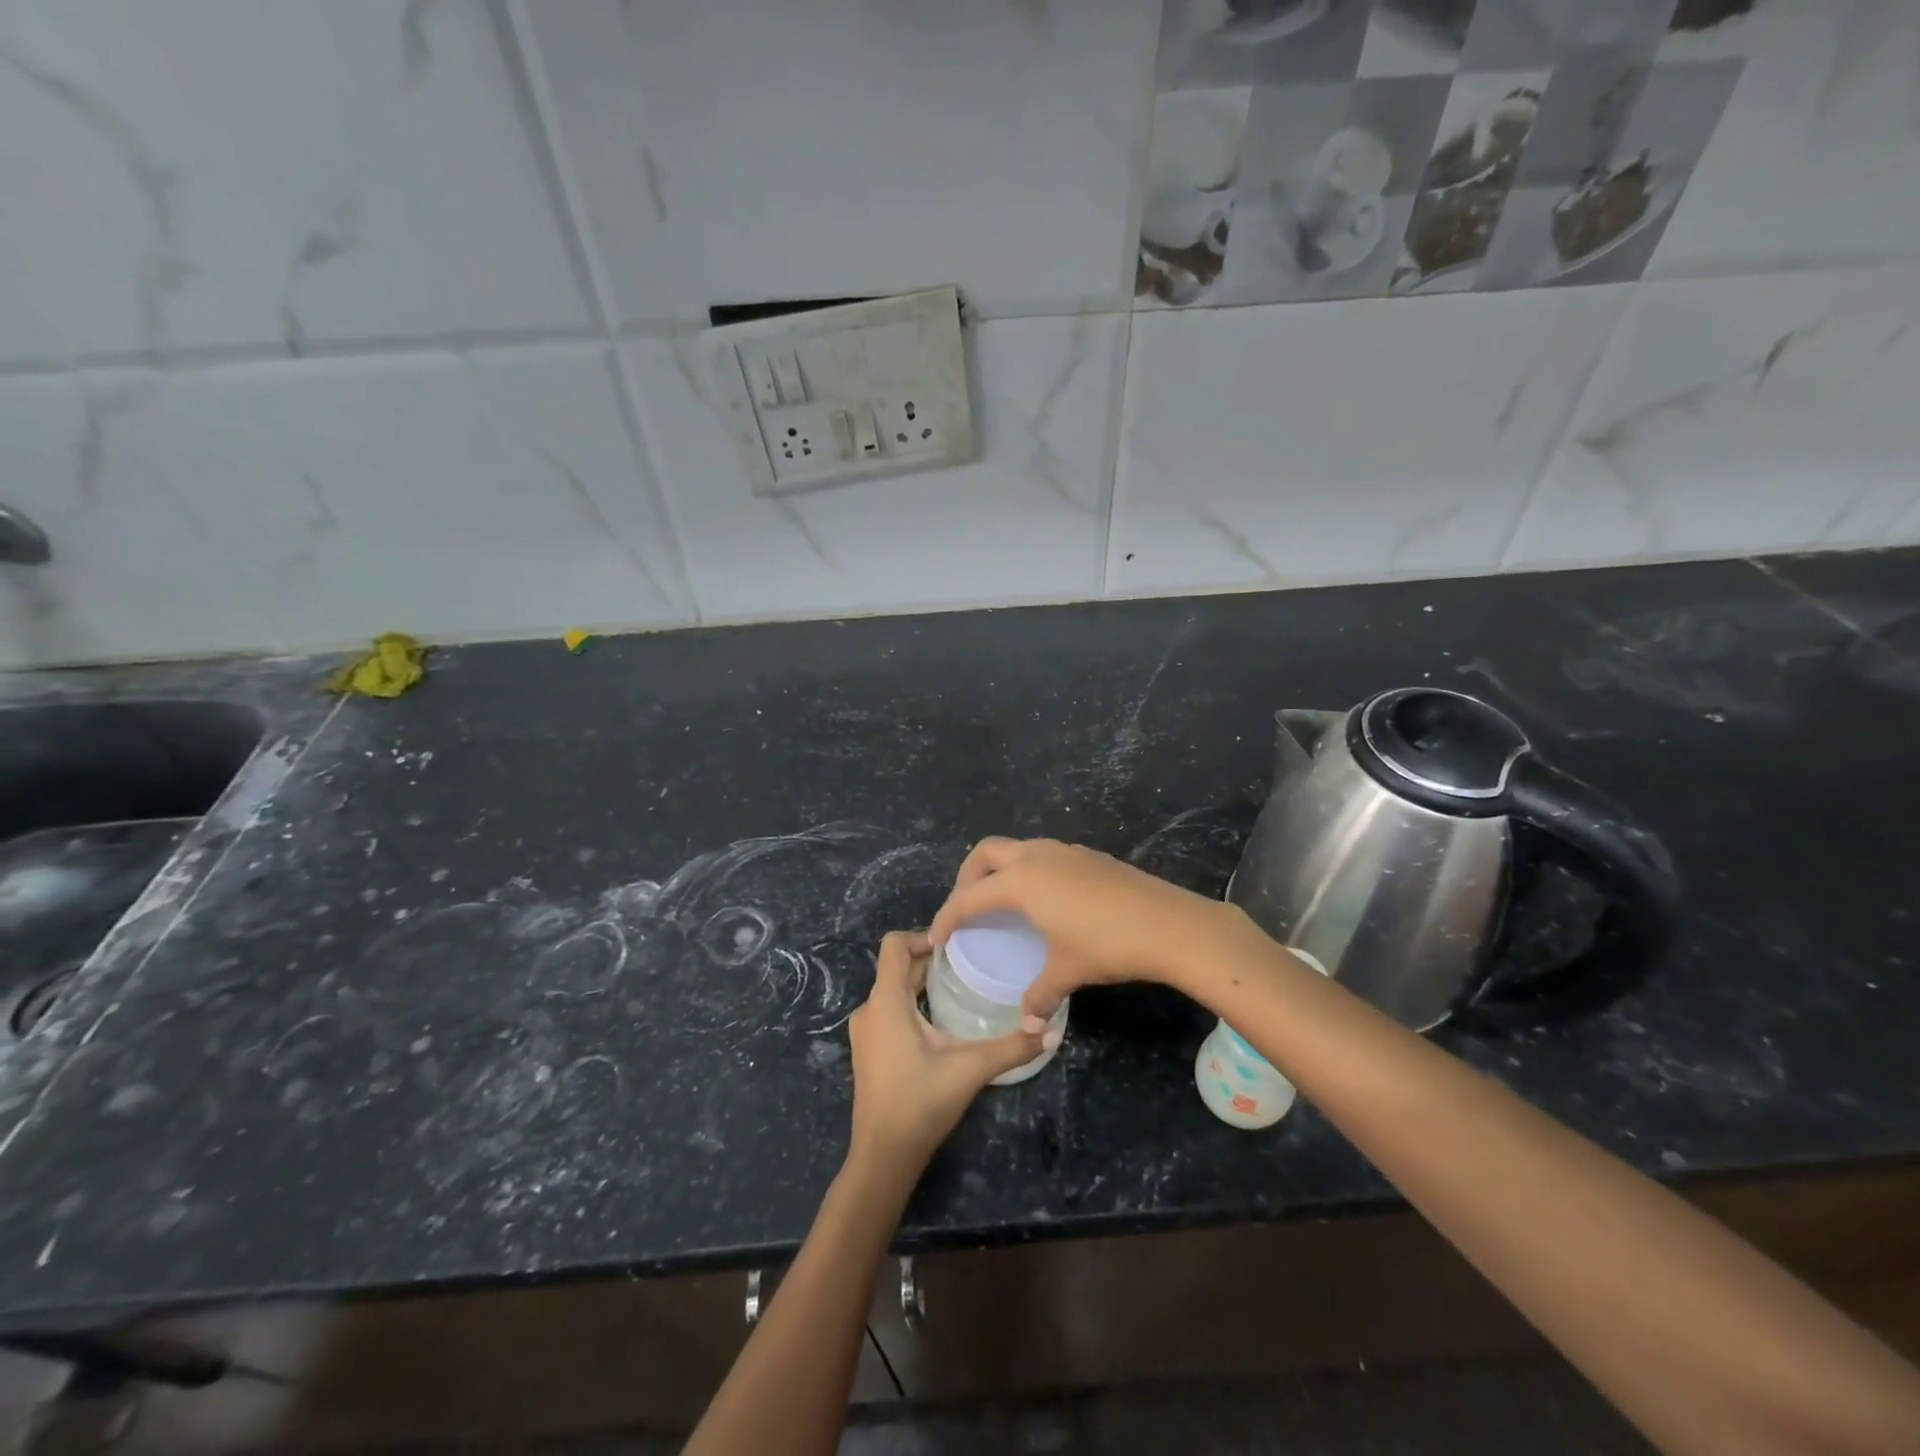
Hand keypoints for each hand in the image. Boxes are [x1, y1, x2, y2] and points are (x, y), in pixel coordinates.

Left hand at [845, 931, 1053, 1171]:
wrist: (883, 1156)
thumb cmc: (920, 1103)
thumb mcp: (970, 1069)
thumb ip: (1011, 1048)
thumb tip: (1051, 1031)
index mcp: (886, 1001)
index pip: (894, 944)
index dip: (924, 935)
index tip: (957, 945)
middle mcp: (870, 1009)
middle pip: (897, 966)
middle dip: (931, 960)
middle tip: (970, 963)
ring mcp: (866, 1031)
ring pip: (893, 989)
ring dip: (922, 982)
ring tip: (960, 987)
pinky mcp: (869, 1050)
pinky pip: (890, 1010)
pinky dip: (913, 1004)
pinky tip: (942, 1020)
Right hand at [929, 837, 1254, 1021]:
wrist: (1169, 924)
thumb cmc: (1106, 945)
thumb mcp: (1067, 971)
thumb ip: (1040, 995)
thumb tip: (1029, 1023)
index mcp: (1021, 881)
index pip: (970, 897)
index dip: (948, 916)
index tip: (936, 937)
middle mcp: (1037, 856)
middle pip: (986, 853)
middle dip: (967, 876)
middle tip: (965, 907)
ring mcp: (1065, 850)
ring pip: (1017, 848)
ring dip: (1000, 869)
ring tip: (1001, 902)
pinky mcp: (1088, 855)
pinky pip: (1043, 854)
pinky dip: (1028, 870)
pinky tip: (1044, 900)